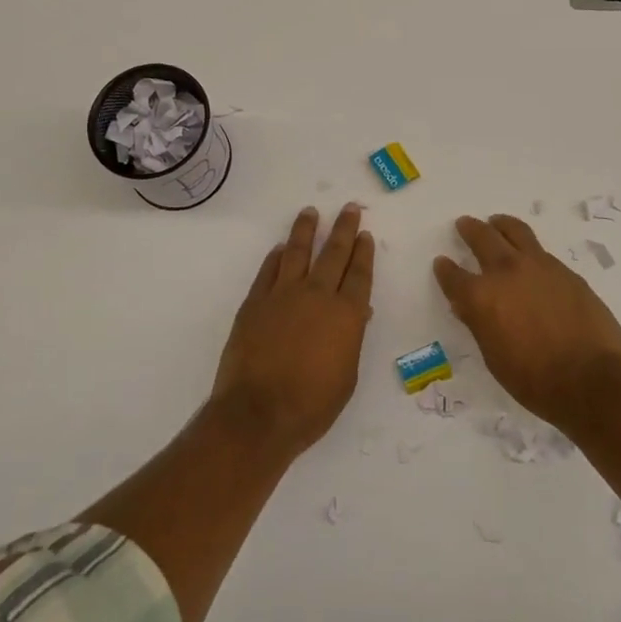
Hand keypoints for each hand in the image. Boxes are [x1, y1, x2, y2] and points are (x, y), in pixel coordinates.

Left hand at [211, 204, 374, 455]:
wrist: (258, 414)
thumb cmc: (311, 405)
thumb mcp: (346, 376)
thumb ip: (350, 339)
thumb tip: (357, 314)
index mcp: (346, 314)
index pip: (359, 274)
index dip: (364, 252)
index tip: (365, 234)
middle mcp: (317, 295)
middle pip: (334, 253)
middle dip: (343, 229)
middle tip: (349, 208)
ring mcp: (283, 295)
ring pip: (298, 252)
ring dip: (306, 230)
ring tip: (311, 212)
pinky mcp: (255, 302)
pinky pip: (268, 270)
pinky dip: (276, 256)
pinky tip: (280, 248)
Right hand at [433, 213, 620, 432]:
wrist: (593, 380)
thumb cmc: (536, 381)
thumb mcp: (495, 358)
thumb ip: (480, 325)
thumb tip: (467, 307)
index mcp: (481, 297)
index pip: (453, 276)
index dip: (445, 270)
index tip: (442, 263)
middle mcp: (506, 272)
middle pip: (482, 238)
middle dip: (470, 229)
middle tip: (464, 224)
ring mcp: (539, 266)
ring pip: (514, 231)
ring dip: (501, 225)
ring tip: (496, 223)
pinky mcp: (565, 271)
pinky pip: (540, 250)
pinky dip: (528, 247)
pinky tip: (530, 256)